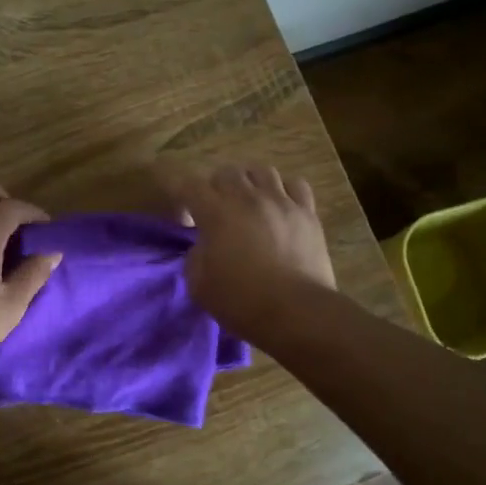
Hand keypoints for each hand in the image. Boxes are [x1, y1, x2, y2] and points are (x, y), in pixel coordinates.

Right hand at [163, 164, 335, 339]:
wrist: (295, 312)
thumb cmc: (240, 301)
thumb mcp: (198, 283)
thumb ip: (196, 255)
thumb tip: (206, 244)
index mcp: (216, 213)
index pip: (189, 185)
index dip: (178, 188)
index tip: (179, 204)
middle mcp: (248, 198)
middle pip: (226, 172)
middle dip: (215, 187)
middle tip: (215, 209)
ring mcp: (281, 202)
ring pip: (262, 171)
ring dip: (249, 182)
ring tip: (248, 201)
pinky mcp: (307, 214)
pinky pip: (295, 185)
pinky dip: (283, 190)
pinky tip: (280, 205)